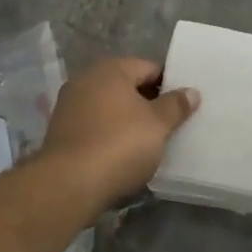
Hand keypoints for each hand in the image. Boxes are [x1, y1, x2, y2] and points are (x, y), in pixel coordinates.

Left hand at [37, 56, 198, 206]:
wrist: (69, 183)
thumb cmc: (120, 144)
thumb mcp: (158, 125)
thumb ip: (175, 105)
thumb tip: (191, 92)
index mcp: (111, 69)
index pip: (149, 67)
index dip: (169, 84)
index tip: (183, 105)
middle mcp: (86, 79)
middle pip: (126, 86)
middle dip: (147, 102)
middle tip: (170, 123)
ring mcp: (69, 105)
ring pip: (109, 107)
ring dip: (127, 120)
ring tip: (148, 141)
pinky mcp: (60, 132)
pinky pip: (94, 126)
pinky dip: (109, 134)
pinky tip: (121, 154)